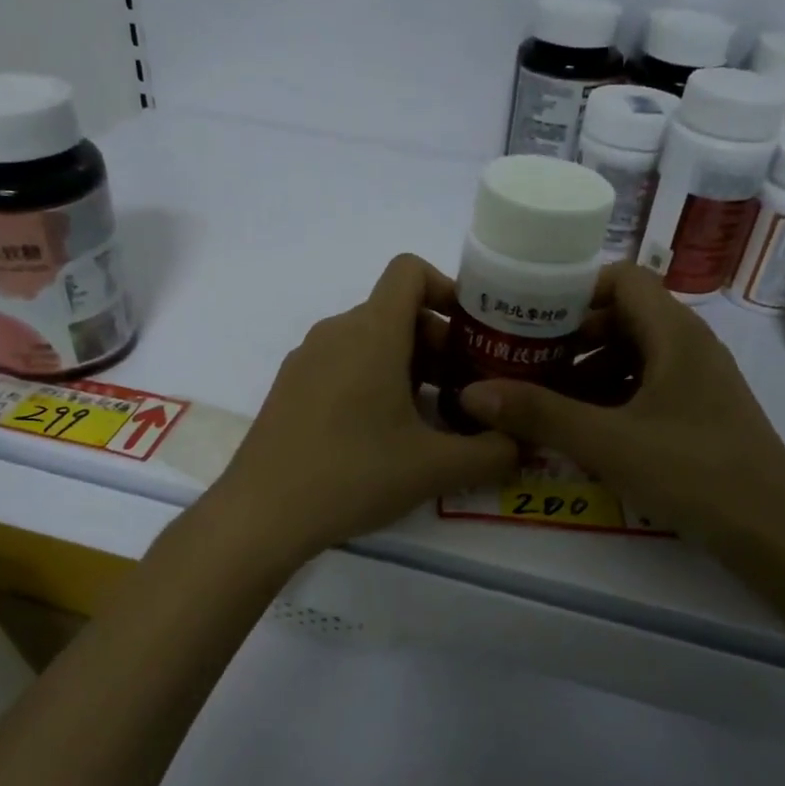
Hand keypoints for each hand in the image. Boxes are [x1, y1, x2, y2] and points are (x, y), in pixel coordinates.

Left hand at [205, 255, 519, 567]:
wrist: (262, 515)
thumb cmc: (354, 475)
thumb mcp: (435, 468)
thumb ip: (492, 453)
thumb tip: (522, 444)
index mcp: (371, 332)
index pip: (409, 271)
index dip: (448, 289)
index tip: (473, 334)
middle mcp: (336, 332)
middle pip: (396, 311)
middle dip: (439, 342)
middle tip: (467, 391)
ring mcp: (306, 359)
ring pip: (369, 340)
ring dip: (408, 365)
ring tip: (431, 418)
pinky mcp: (289, 388)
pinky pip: (342, 364)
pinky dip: (373, 380)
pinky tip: (384, 435)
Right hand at [458, 263, 784, 552]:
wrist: (774, 531)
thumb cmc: (694, 472)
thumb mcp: (608, 442)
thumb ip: (540, 414)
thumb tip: (472, 393)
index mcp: (675, 333)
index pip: (622, 279)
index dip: (576, 291)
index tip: (530, 318)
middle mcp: (690, 346)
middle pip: (623, 318)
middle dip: (571, 339)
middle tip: (524, 363)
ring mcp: (698, 381)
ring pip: (634, 356)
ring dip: (588, 372)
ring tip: (545, 400)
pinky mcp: (700, 413)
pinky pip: (647, 387)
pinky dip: (612, 398)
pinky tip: (584, 429)